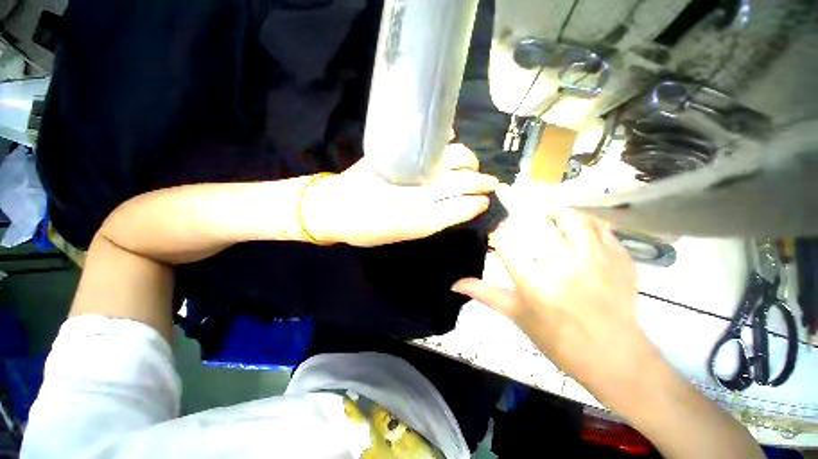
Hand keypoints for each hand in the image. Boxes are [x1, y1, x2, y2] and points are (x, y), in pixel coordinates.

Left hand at [303, 144, 498, 246]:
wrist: (335, 209)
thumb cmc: (369, 228)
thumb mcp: (405, 233)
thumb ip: (434, 219)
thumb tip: (459, 205)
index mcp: (423, 213)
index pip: (464, 202)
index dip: (479, 199)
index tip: (487, 199)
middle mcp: (421, 186)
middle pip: (462, 174)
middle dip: (480, 179)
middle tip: (487, 181)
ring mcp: (409, 164)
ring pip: (451, 154)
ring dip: (467, 158)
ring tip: (471, 164)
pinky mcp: (395, 151)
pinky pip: (428, 139)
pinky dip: (444, 139)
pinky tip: (450, 142)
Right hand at [452, 208, 657, 397]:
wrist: (613, 358)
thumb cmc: (557, 338)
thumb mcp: (516, 315)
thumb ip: (485, 293)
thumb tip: (454, 284)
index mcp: (534, 282)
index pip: (506, 240)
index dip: (498, 232)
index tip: (498, 235)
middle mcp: (563, 266)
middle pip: (537, 221)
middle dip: (523, 215)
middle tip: (522, 222)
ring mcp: (595, 259)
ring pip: (570, 216)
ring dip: (554, 214)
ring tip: (548, 221)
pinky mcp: (619, 258)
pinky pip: (598, 226)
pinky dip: (583, 222)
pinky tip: (576, 232)